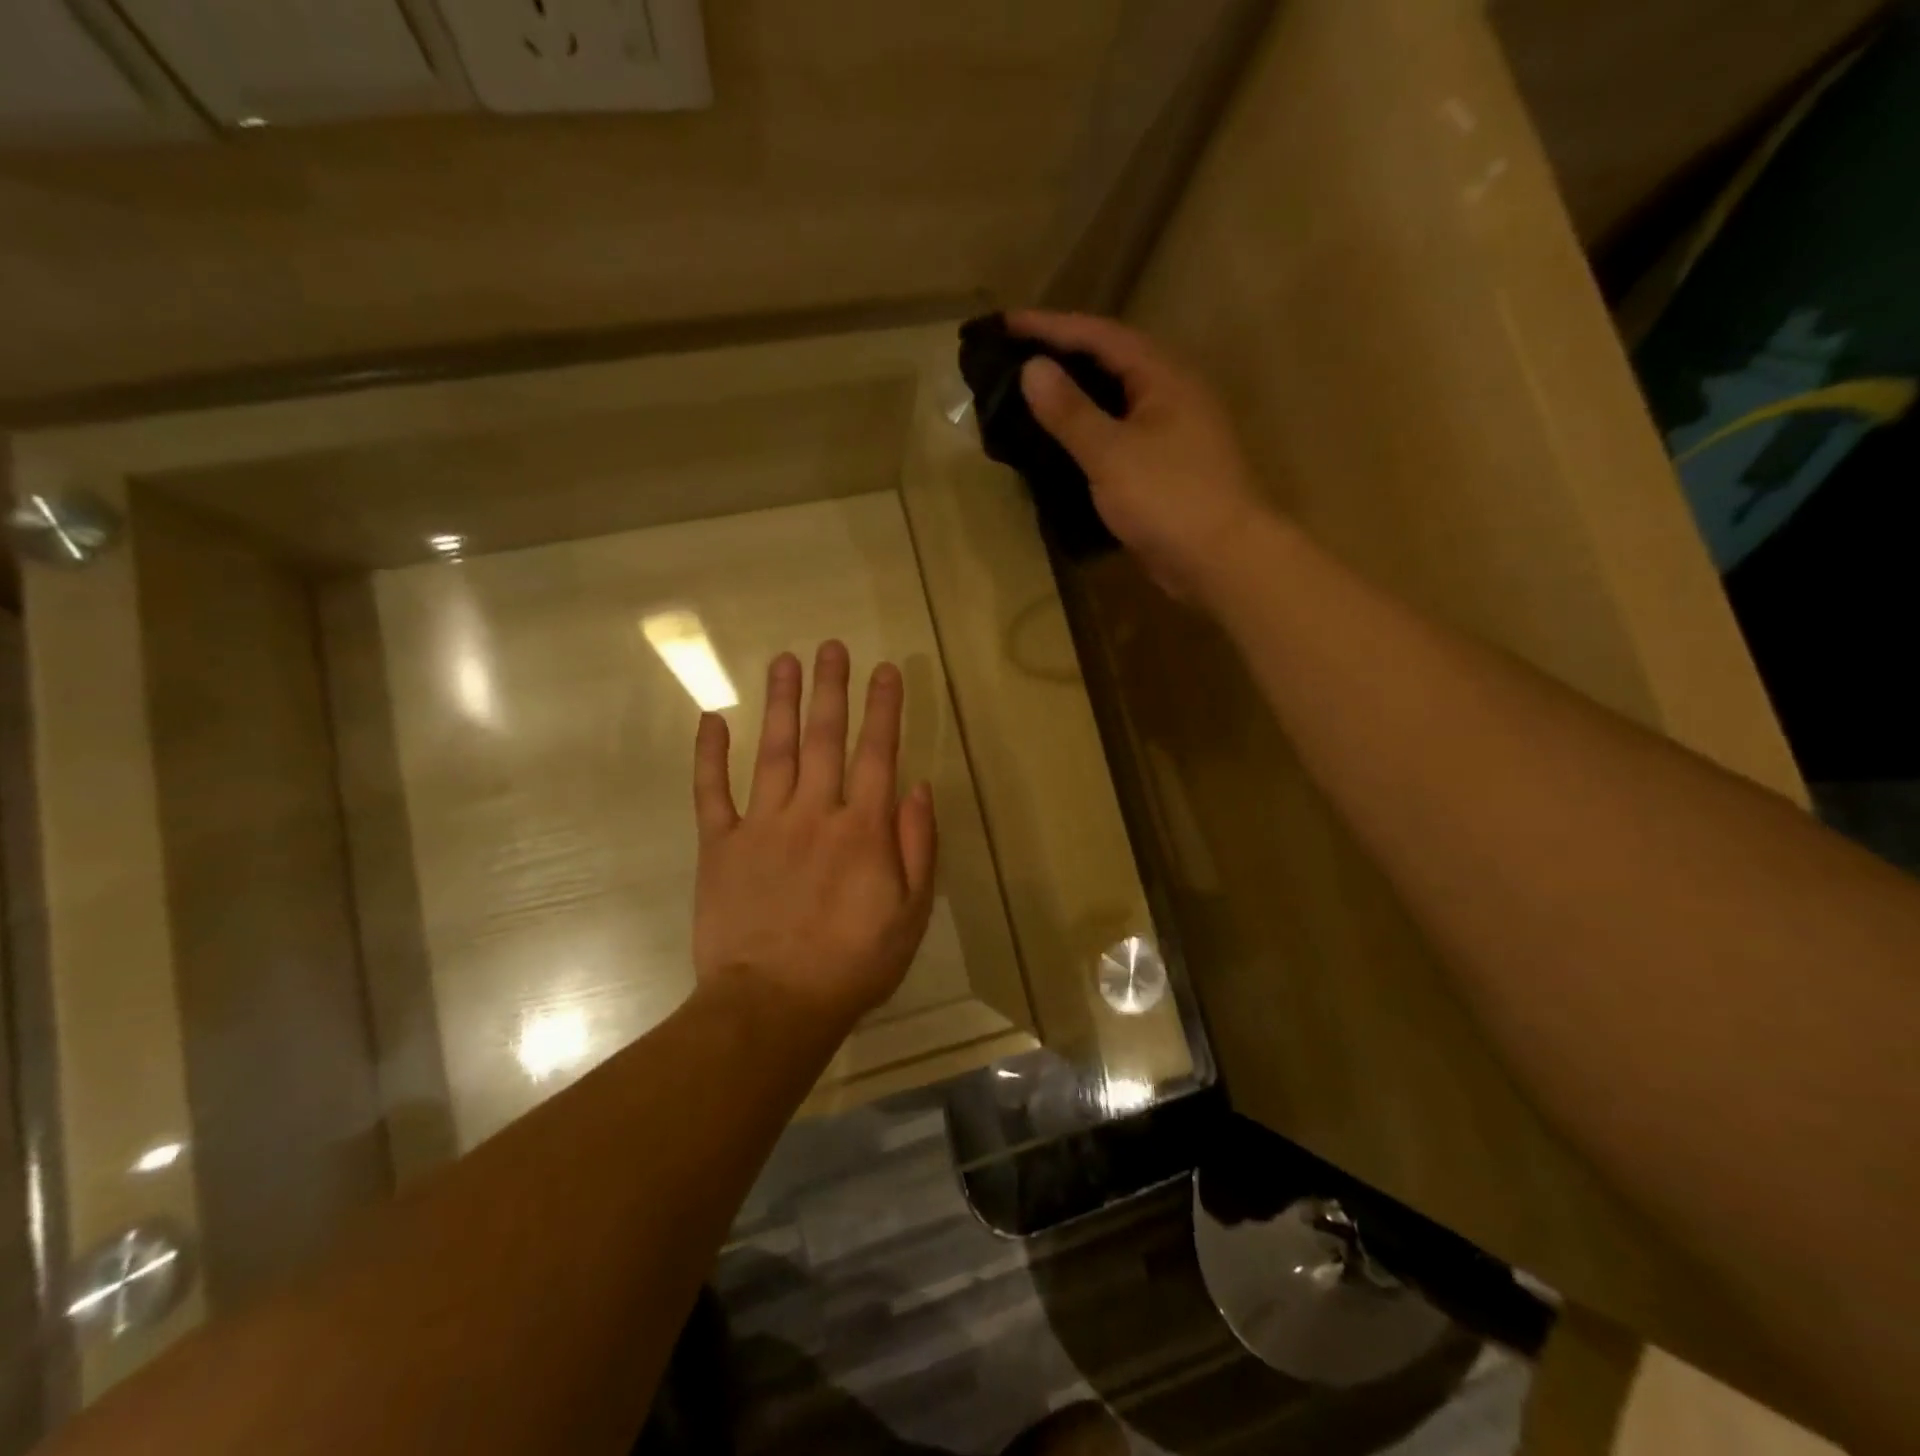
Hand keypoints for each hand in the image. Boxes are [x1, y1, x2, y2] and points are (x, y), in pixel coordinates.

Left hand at [690, 641, 937, 1036]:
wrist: (773, 1006)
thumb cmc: (852, 965)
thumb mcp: (909, 914)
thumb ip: (917, 847)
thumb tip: (917, 788)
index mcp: (861, 829)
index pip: (877, 753)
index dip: (883, 708)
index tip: (886, 669)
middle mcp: (813, 813)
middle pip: (825, 738)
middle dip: (831, 689)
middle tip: (830, 647)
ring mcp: (761, 825)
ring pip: (774, 751)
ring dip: (781, 703)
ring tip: (784, 661)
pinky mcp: (719, 845)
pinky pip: (711, 792)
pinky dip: (709, 755)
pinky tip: (712, 718)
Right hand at [1010, 310, 1267, 601]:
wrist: (1221, 560)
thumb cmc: (1169, 498)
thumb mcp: (1112, 452)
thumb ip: (1070, 411)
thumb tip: (1032, 368)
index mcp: (1163, 376)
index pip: (1099, 335)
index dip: (1050, 327)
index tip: (1004, 325)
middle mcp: (1170, 394)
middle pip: (1108, 362)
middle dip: (1061, 358)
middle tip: (1012, 360)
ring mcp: (1170, 433)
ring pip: (1113, 402)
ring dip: (1072, 398)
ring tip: (1027, 399)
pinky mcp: (1164, 469)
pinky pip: (1117, 438)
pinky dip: (1086, 436)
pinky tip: (1059, 447)